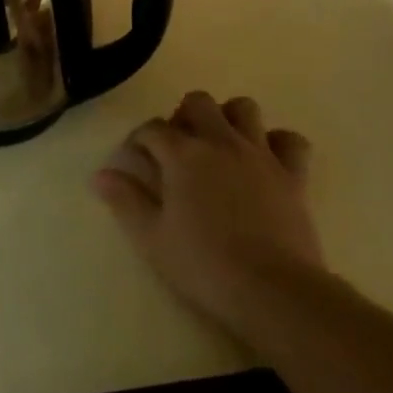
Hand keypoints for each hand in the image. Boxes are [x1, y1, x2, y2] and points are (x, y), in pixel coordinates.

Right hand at [93, 92, 322, 334]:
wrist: (273, 290)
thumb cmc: (204, 265)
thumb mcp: (152, 238)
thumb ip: (125, 201)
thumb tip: (100, 175)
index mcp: (182, 154)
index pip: (152, 128)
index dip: (138, 139)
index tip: (134, 158)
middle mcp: (220, 141)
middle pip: (198, 102)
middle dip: (183, 116)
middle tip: (178, 148)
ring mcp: (259, 153)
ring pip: (244, 108)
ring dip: (228, 119)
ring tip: (219, 146)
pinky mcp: (292, 173)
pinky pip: (290, 140)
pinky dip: (277, 143)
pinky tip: (266, 161)